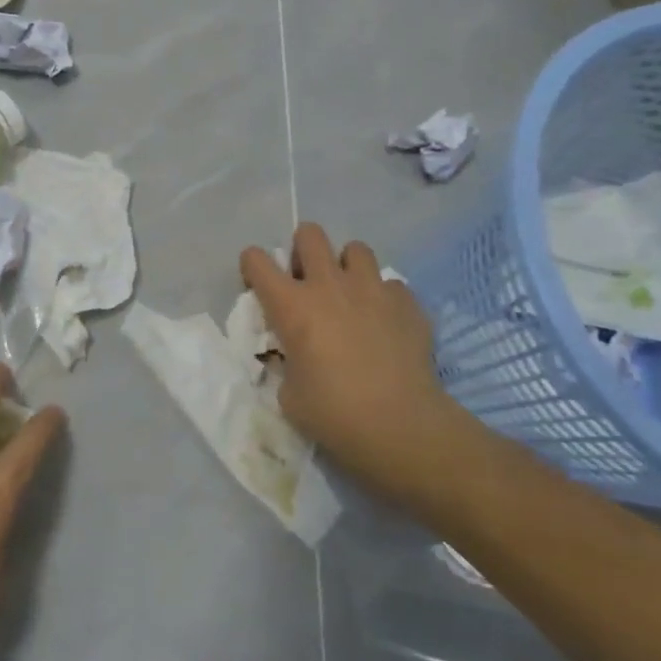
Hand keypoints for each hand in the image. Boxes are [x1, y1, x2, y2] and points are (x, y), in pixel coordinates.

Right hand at [240, 223, 473, 508]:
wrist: (401, 426)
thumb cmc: (333, 413)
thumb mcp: (290, 392)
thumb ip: (288, 362)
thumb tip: (298, 357)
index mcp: (291, 305)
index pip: (256, 260)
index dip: (253, 268)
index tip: (259, 287)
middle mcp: (329, 285)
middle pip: (309, 234)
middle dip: (303, 250)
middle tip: (308, 281)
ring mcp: (372, 289)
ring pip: (356, 249)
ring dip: (347, 266)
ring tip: (350, 294)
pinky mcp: (407, 302)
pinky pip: (391, 284)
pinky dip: (384, 297)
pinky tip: (386, 322)